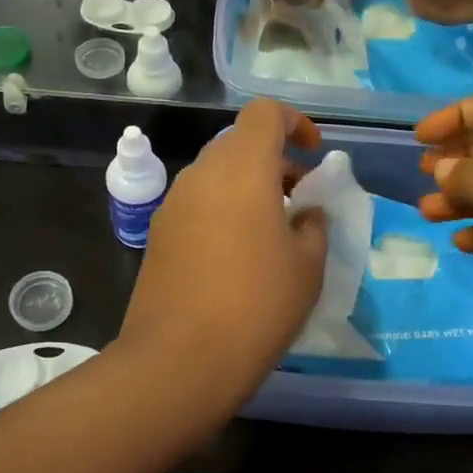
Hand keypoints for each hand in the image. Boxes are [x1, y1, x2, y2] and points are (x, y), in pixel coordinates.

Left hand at [120, 100, 328, 399]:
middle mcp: (201, 174)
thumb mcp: (308, 265)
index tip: (313, 155)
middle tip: (298, 201)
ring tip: (271, 232)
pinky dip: (223, 211)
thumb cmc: (258, 303)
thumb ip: (313, 225)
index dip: (294, 123)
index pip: (264, 112)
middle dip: (273, 162)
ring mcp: (173, 204)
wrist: (180, 359)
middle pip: (239, 144)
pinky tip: (237, 256)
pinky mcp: (158, 235)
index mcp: (242, 168)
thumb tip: (306, 213)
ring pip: (216, 176)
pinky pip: (198, 204)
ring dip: (247, 188)